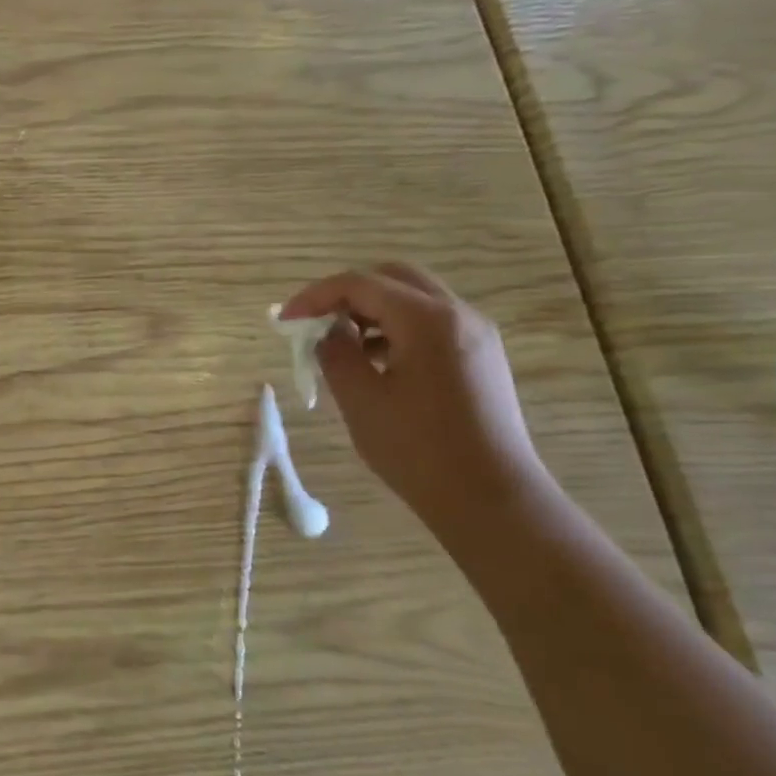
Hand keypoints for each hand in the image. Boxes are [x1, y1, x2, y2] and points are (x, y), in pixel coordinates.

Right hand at [278, 264, 548, 529]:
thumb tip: (326, 333)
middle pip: (392, 278)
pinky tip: (373, 362)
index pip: (360, 284)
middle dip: (345, 294)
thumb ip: (335, 353)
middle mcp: (458, 314)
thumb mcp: (360, 399)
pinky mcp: (480, 357)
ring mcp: (476, 334)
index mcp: (427, 320)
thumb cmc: (418, 448)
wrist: (491, 498)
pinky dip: (395, 327)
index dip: (314, 296)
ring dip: (371, 310)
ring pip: (413, 298)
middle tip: (313, 323)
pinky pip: (430, 323)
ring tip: (339, 345)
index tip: (284, 322)